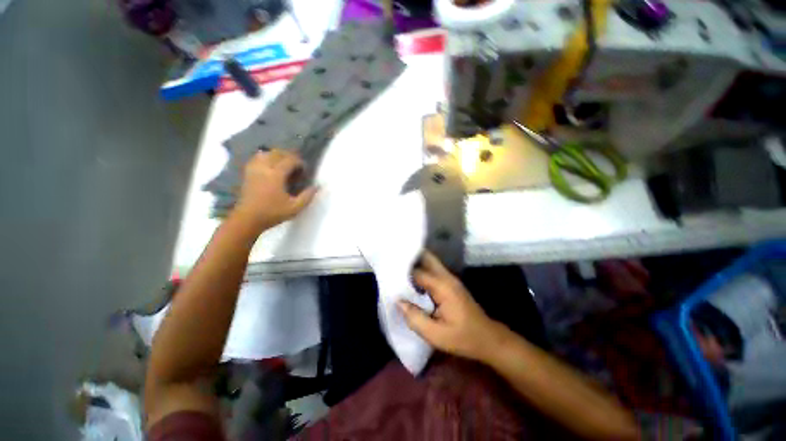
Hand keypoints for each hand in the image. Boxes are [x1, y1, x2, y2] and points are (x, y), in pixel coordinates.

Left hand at [233, 149, 317, 231]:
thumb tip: (317, 186)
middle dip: (289, 156)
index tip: (305, 170)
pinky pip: (257, 158)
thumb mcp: (295, 208)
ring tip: (284, 164)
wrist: (247, 219)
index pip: (290, 160)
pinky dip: (265, 158)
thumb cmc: (273, 213)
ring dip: (277, 155)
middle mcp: (264, 168)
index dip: (300, 162)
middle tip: (297, 166)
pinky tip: (270, 165)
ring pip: (266, 153)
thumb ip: (308, 196)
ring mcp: (254, 169)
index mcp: (276, 175)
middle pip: (278, 153)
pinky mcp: (248, 173)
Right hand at [398, 251, 511, 363]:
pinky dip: (422, 271)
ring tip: (398, 268)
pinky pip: (433, 271)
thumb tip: (398, 301)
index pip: (418, 272)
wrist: (488, 339)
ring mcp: (450, 279)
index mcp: (443, 287)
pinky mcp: (451, 284)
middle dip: (410, 258)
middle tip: (394, 262)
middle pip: (426, 258)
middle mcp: (447, 277)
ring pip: (430, 263)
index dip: (402, 272)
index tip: (388, 271)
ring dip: (415, 263)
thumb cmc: (463, 338)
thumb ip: (415, 318)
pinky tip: (411, 279)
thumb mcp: (436, 335)